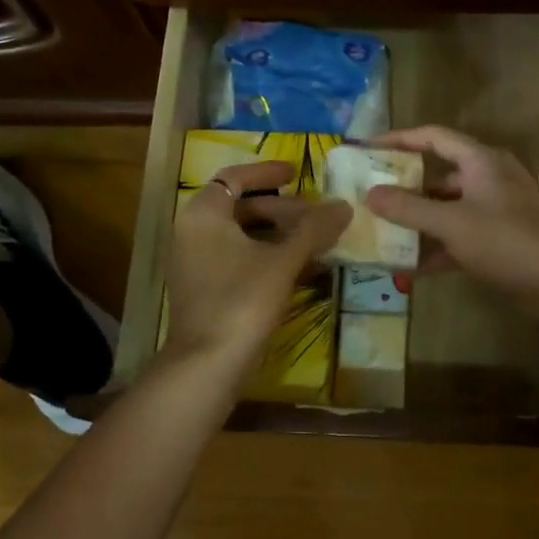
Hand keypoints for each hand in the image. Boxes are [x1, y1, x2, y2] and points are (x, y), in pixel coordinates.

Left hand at [165, 161, 349, 374]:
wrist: (208, 366)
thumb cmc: (242, 301)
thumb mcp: (283, 261)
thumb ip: (314, 230)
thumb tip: (344, 205)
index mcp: (204, 215)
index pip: (235, 177)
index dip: (268, 171)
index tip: (297, 172)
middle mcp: (194, 233)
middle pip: (242, 207)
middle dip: (284, 208)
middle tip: (319, 216)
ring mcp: (197, 263)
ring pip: (244, 235)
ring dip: (280, 234)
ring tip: (318, 240)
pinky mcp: (207, 289)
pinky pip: (240, 259)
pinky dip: (269, 256)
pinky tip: (302, 267)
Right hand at [364, 125, 538, 322]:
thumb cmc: (507, 240)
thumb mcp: (452, 223)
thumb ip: (409, 209)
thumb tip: (371, 194)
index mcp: (480, 161)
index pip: (433, 137)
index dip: (399, 139)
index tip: (368, 148)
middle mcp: (488, 179)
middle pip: (439, 176)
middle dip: (405, 189)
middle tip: (371, 199)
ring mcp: (496, 211)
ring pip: (448, 210)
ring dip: (419, 223)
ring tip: (383, 235)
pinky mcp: (500, 241)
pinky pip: (460, 237)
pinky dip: (437, 248)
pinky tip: (410, 267)